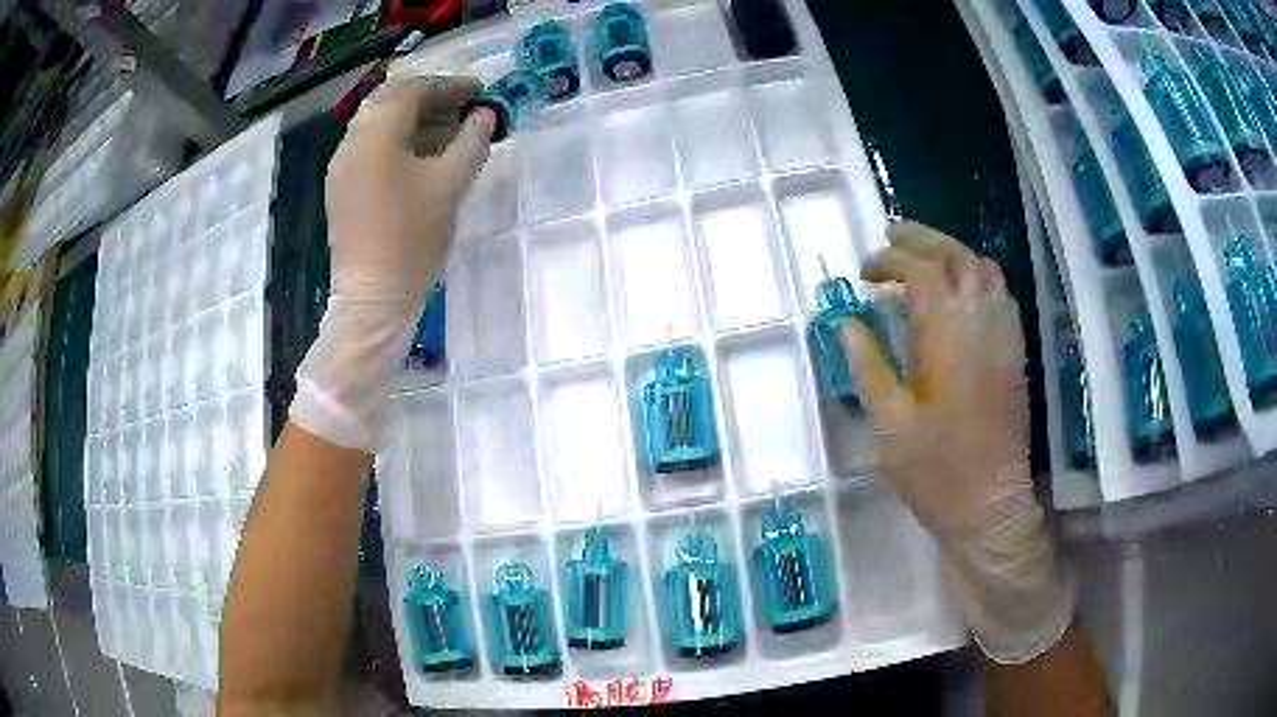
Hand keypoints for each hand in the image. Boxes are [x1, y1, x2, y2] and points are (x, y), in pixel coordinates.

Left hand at [326, 76, 493, 314]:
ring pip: (377, 123)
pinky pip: (368, 146)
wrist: (373, 296)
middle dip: (429, 98)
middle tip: (462, 107)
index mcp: (376, 134)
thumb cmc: (413, 238)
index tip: (480, 91)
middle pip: (390, 101)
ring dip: (412, 118)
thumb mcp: (451, 184)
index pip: (414, 91)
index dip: (450, 86)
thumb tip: (484, 115)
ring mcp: (342, 164)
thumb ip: (472, 141)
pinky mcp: (341, 186)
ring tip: (447, 130)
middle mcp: (352, 140)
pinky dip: (396, 139)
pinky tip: (420, 154)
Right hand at [841, 221, 1072, 663]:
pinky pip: (1001, 293)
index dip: (888, 261)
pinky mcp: (1014, 350)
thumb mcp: (889, 423)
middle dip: (919, 239)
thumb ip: (868, 366)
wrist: (989, 505)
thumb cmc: (935, 470)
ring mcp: (1003, 334)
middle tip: (889, 240)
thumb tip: (847, 322)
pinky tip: (959, 288)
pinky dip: (976, 275)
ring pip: (983, 267)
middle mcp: (981, 323)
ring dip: (951, 251)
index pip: (920, 272)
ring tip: (922, 257)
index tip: (864, 273)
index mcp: (947, 337)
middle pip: (954, 256)